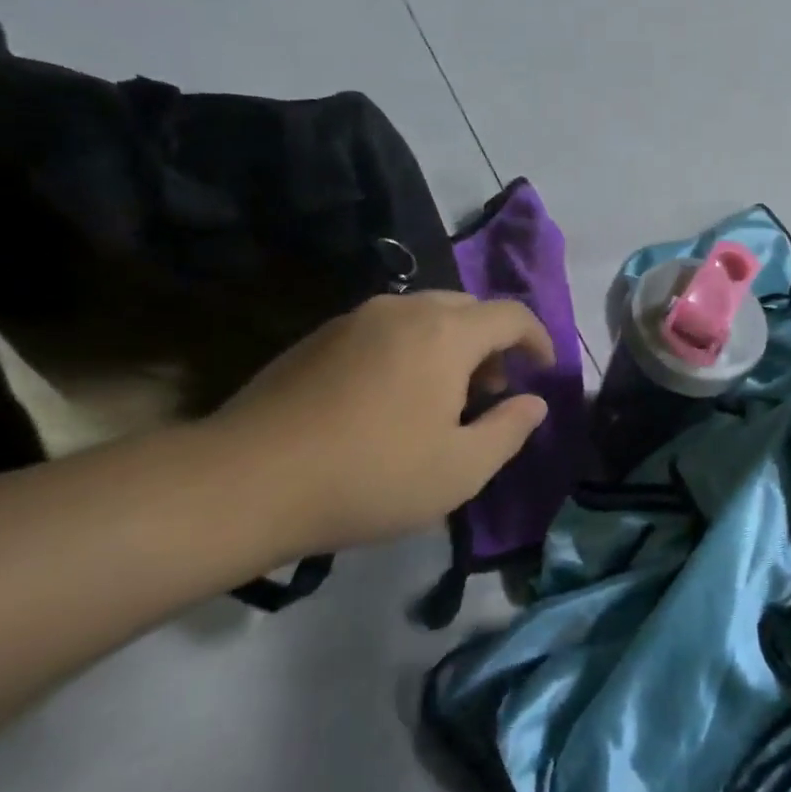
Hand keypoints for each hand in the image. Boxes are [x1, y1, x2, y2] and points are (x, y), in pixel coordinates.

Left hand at [202, 292, 554, 557]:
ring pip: (423, 316)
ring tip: (444, 399)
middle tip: (493, 391)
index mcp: (445, 334)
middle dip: (493, 343)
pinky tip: (393, 400)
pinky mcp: (317, 339)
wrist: (246, 482)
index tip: (544, 369)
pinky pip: (385, 330)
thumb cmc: (372, 476)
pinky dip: (410, 351)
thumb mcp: (462, 468)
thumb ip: (510, 430)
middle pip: (467, 308)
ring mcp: (354, 320)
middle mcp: (402, 311)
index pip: (511, 315)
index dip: (538, 339)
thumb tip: (534, 403)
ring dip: (451, 346)